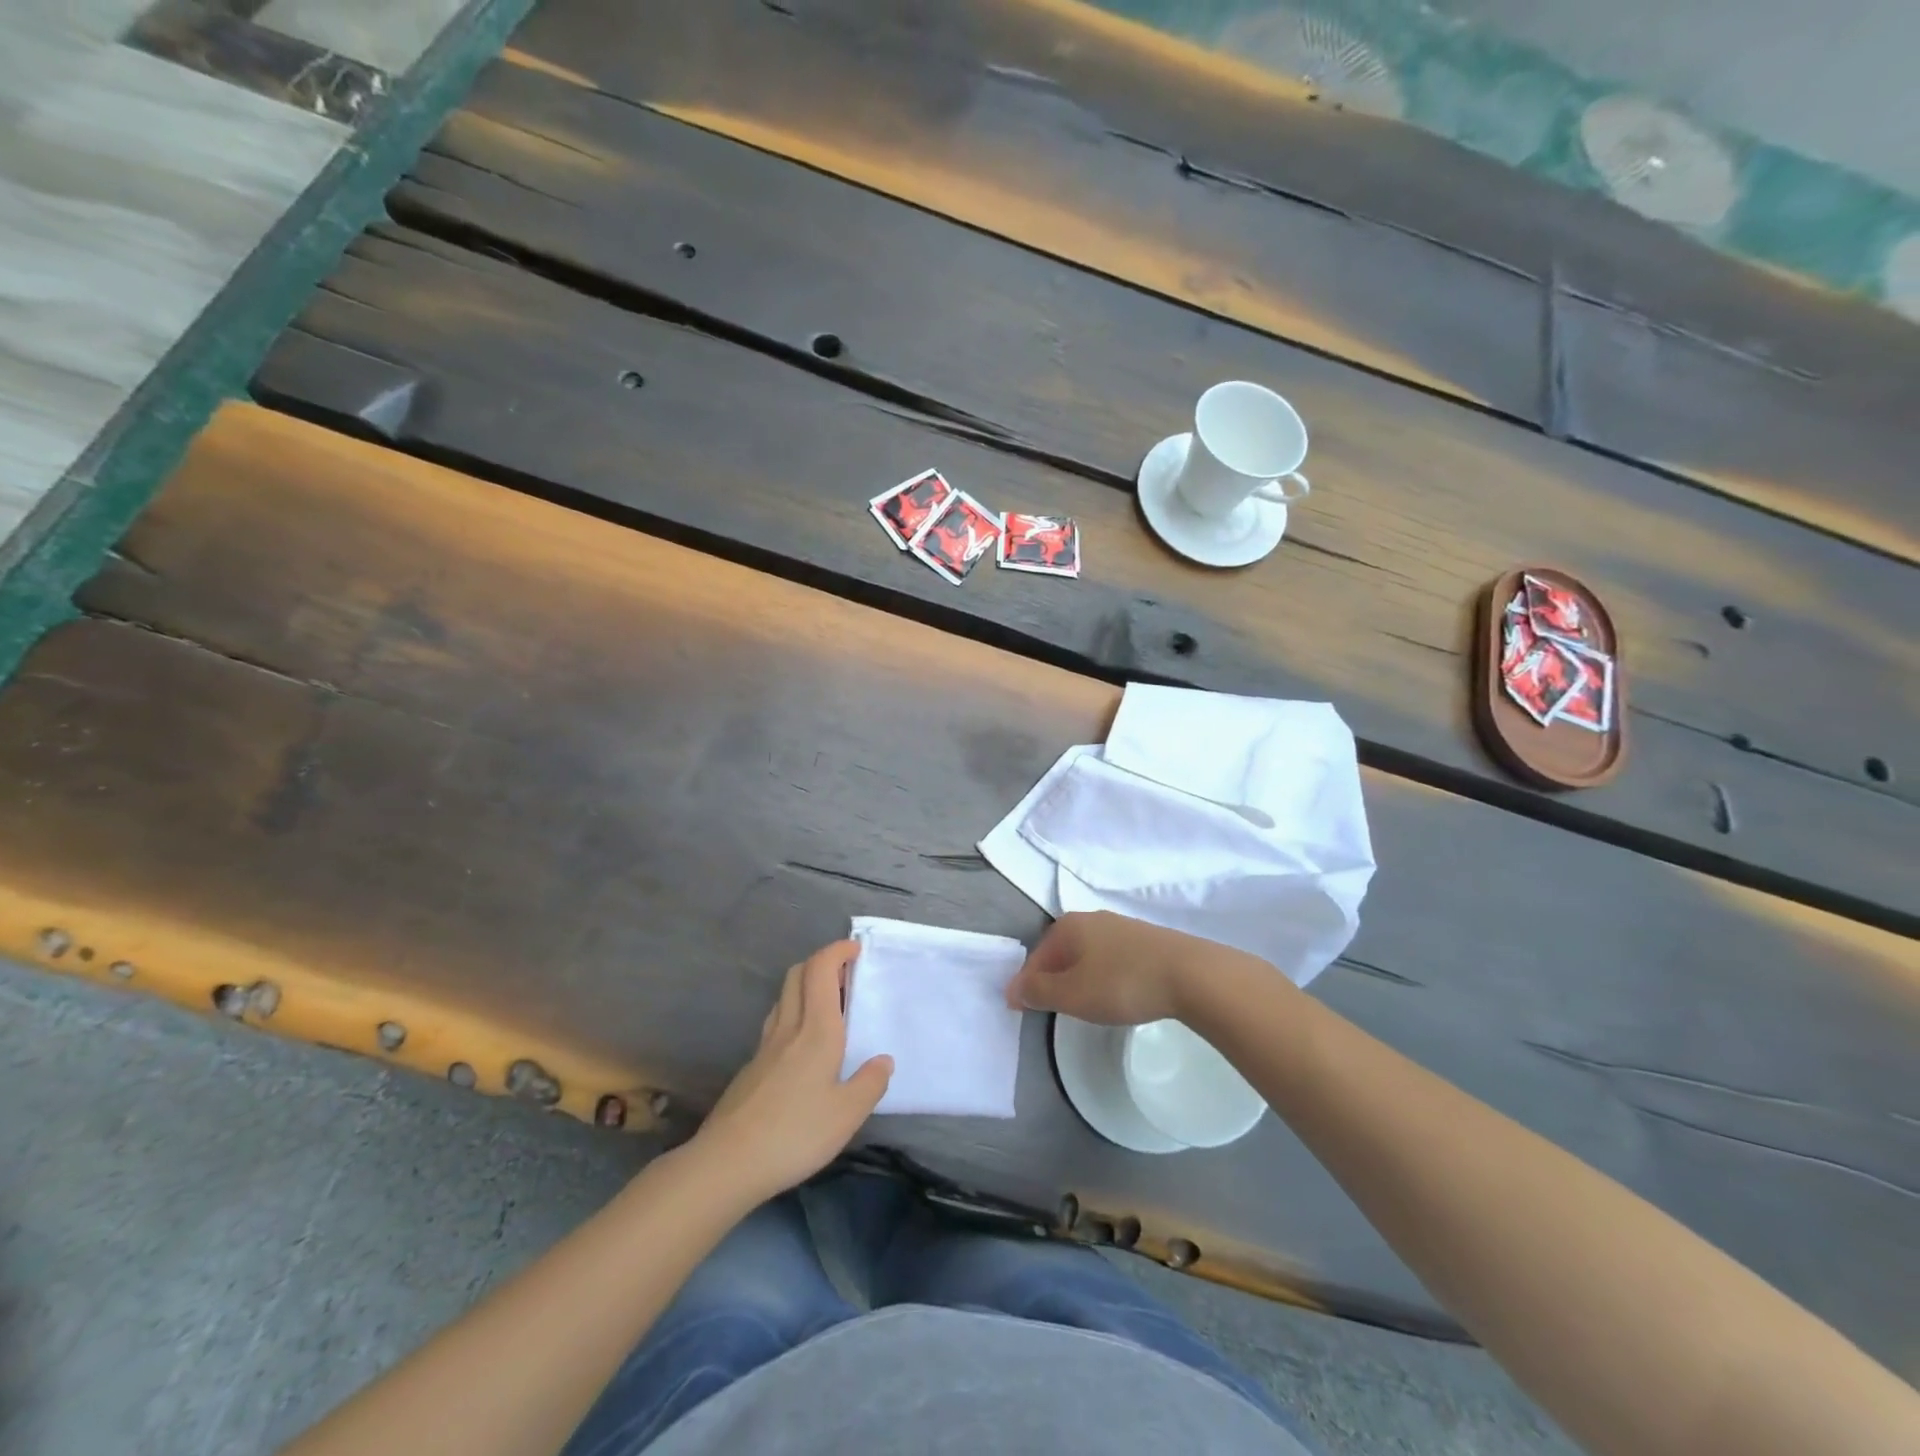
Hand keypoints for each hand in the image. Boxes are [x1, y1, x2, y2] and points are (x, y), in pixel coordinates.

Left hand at [695, 940, 892, 1202]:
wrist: (727, 1162)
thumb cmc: (795, 1133)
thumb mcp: (847, 1115)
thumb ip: (869, 1084)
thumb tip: (883, 1061)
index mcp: (816, 1030)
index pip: (821, 970)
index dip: (837, 951)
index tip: (856, 949)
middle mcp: (789, 1028)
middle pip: (797, 975)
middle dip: (821, 962)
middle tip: (845, 974)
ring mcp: (765, 1047)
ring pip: (784, 997)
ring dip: (805, 986)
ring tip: (828, 1004)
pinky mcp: (751, 1068)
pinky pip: (776, 1023)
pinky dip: (793, 1014)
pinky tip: (802, 1044)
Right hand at [1005, 911, 1225, 1025]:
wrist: (1190, 974)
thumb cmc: (1122, 983)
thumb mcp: (1072, 994)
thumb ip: (1038, 992)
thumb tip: (1012, 988)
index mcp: (1069, 926)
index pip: (1036, 956)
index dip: (1026, 983)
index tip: (1021, 1009)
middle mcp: (1093, 918)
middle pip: (1061, 951)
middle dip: (1053, 978)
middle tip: (1052, 1008)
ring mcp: (1122, 927)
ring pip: (1088, 954)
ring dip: (1079, 977)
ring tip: (1084, 1004)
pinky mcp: (1147, 940)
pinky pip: (1112, 958)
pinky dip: (1104, 975)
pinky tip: (1115, 993)